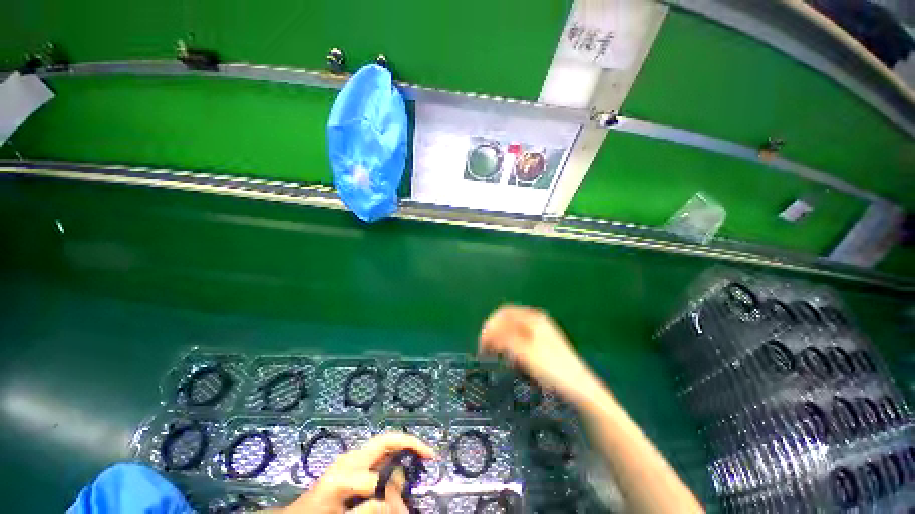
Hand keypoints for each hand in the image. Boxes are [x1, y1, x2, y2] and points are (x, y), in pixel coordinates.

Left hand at [280, 432, 434, 513]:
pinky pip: (380, 453)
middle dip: (410, 443)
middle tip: (431, 454)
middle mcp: (351, 458)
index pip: (379, 483)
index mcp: (344, 474)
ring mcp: (352, 456)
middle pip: (387, 440)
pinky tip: (400, 471)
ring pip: (386, 444)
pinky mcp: (353, 460)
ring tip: (415, 469)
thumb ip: (368, 512)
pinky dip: (394, 457)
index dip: (393, 501)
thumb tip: (397, 507)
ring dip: (403, 455)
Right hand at [479, 305, 599, 404]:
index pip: (503, 313)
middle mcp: (536, 320)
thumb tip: (488, 334)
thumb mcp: (524, 352)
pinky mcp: (542, 344)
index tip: (482, 343)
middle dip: (494, 331)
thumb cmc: (551, 368)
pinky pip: (519, 337)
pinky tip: (509, 357)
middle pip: (507, 319)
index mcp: (532, 318)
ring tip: (495, 353)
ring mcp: (540, 331)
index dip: (490, 325)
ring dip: (501, 338)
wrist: (579, 388)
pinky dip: (509, 344)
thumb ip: (504, 339)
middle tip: (485, 349)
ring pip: (513, 328)